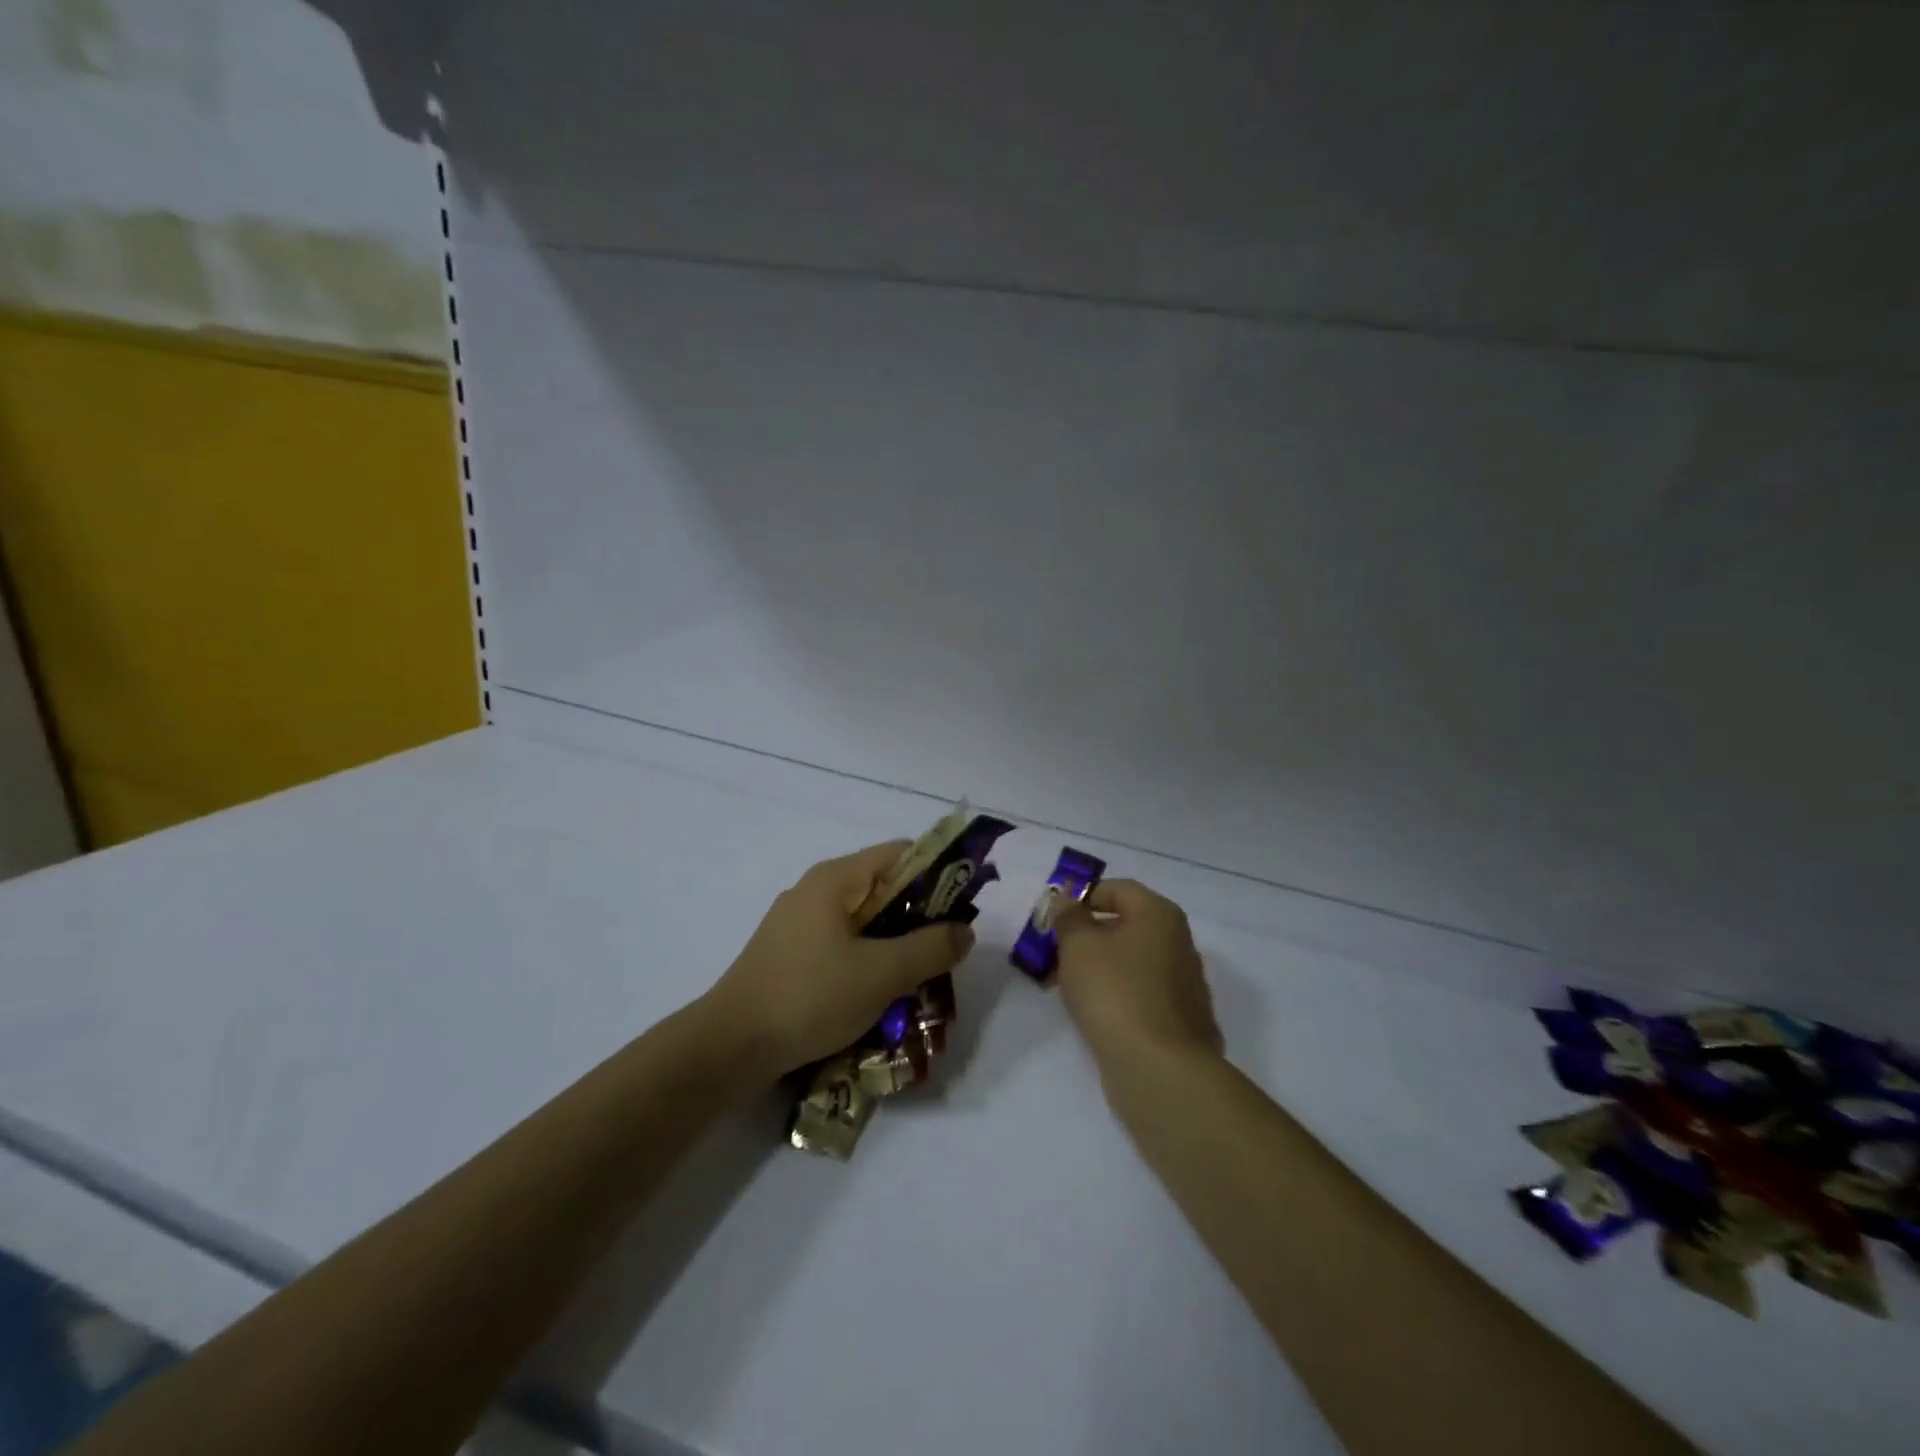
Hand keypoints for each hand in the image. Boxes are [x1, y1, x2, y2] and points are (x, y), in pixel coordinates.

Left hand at [706, 841, 975, 1079]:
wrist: (730, 1047)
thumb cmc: (810, 996)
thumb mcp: (882, 973)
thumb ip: (930, 948)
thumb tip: (964, 930)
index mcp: (836, 879)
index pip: (901, 854)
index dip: (938, 873)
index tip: (963, 908)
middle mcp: (815, 890)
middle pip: (883, 888)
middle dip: (919, 917)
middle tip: (945, 952)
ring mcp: (797, 924)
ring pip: (863, 921)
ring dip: (894, 944)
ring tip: (919, 979)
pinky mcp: (788, 955)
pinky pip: (841, 945)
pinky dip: (866, 961)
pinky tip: (878, 995)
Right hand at [1053, 880, 1222, 1072]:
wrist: (1161, 1071)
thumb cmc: (1116, 993)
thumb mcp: (1078, 946)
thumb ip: (1068, 917)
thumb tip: (1066, 898)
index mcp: (1160, 915)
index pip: (1117, 889)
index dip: (1082, 898)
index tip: (1053, 920)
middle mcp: (1179, 943)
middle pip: (1124, 926)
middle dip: (1085, 937)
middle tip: (1051, 956)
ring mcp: (1183, 984)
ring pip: (1130, 962)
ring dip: (1096, 968)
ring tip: (1063, 988)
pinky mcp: (1180, 1021)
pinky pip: (1140, 994)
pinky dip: (1115, 995)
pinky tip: (1092, 1014)